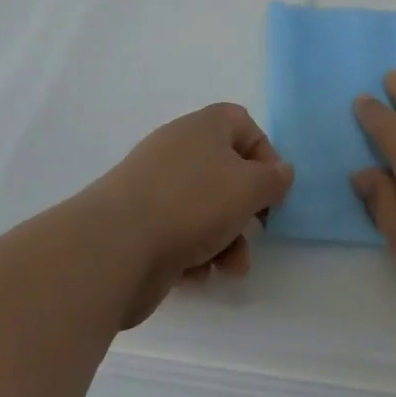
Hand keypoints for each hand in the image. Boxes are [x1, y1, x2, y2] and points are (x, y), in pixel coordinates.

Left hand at [86, 103, 294, 327]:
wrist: (114, 248)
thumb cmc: (192, 204)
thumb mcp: (249, 187)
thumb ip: (274, 179)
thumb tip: (280, 173)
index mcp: (203, 128)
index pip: (241, 123)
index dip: (264, 153)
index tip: (273, 186)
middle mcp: (177, 151)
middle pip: (225, 171)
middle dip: (246, 207)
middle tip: (257, 229)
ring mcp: (154, 189)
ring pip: (205, 209)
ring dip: (227, 239)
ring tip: (231, 268)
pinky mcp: (139, 226)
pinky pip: (179, 234)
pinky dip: (194, 254)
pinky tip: (196, 273)